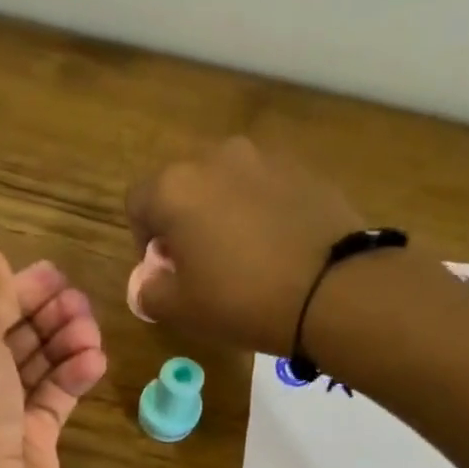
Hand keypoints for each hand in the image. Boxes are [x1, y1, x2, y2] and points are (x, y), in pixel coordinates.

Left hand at [0, 247, 105, 467]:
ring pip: (32, 370)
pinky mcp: (29, 452)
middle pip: (3, 340)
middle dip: (41, 315)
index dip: (11, 292)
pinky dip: (72, 379)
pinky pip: (52, 404)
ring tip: (91, 329)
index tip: (54, 274)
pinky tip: (95, 360)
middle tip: (79, 301)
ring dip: (61, 343)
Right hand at [124, 137, 366, 354]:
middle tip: (199, 264)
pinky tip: (274, 248)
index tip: (162, 271)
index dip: (143, 240)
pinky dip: (259, 211)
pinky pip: (263, 188)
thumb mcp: (179, 309)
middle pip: (182, 186)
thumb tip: (150, 280)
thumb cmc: (240, 300)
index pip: (137, 203)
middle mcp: (215, 158)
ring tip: (240, 255)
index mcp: (175, 188)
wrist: (331, 289)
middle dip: (182, 221)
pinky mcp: (302, 168)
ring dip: (221, 212)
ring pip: (224, 184)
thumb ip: (149, 291)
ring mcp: (263, 157)